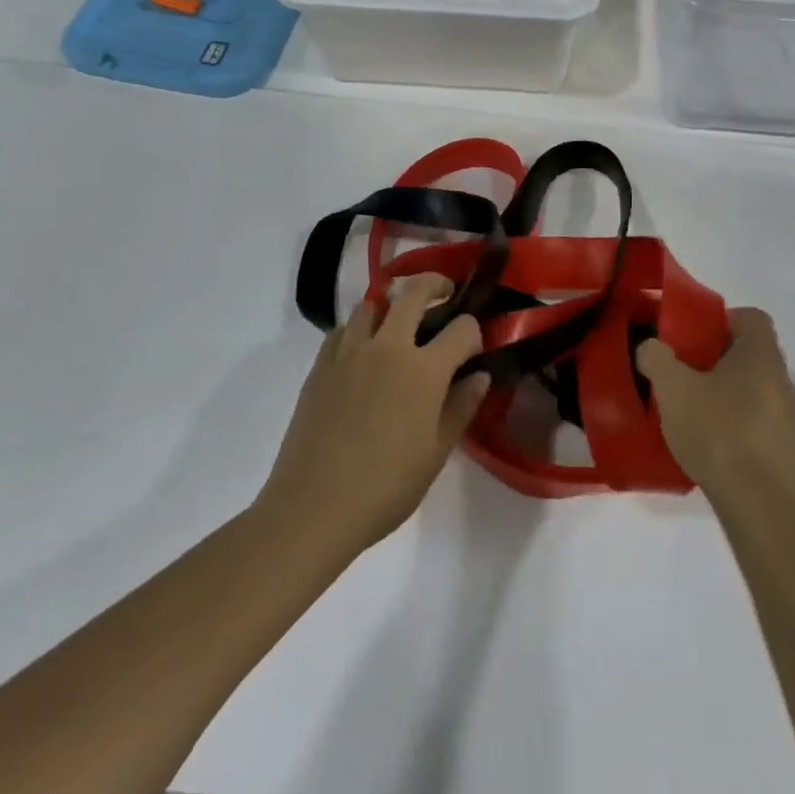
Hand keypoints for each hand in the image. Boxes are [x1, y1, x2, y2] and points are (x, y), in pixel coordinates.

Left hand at [258, 274, 489, 559]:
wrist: (314, 508)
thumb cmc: (386, 487)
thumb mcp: (436, 453)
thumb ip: (462, 407)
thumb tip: (480, 376)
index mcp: (424, 369)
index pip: (462, 329)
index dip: (474, 332)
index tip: (473, 348)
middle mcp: (389, 347)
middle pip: (414, 292)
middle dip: (435, 286)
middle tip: (444, 295)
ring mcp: (350, 352)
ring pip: (372, 304)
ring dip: (390, 306)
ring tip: (397, 327)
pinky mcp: (320, 366)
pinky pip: (342, 330)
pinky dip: (357, 330)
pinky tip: (361, 354)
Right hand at [637, 308, 794, 507]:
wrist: (760, 505)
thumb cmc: (719, 432)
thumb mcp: (673, 388)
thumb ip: (656, 357)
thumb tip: (651, 348)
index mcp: (761, 354)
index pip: (751, 317)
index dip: (721, 319)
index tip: (692, 335)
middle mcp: (780, 379)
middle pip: (748, 352)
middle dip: (715, 356)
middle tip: (683, 369)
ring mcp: (784, 416)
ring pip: (750, 386)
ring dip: (722, 390)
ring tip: (689, 406)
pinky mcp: (780, 448)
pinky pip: (753, 418)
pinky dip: (731, 419)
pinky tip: (705, 439)